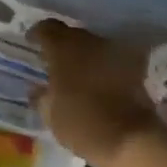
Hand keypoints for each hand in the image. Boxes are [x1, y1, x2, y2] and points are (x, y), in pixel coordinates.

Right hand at [29, 19, 159, 166]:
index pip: (46, 28)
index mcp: (63, 49)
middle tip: (54, 61)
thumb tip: (36, 89)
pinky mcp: (134, 67)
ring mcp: (114, 52)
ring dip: (83, 55)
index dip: (37, 34)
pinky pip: (111, 60)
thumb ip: (41, 97)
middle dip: (61, 45)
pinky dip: (102, 67)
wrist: (132, 139)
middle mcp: (89, 42)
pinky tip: (98, 83)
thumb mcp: (51, 115)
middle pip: (71, 34)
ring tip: (76, 73)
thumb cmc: (83, 124)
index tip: (31, 43)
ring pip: (93, 45)